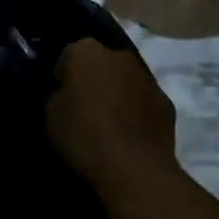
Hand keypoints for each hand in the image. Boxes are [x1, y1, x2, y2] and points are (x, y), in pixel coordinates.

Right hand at [47, 40, 178, 191]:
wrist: (135, 167)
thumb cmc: (85, 135)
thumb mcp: (52, 116)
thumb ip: (58, 96)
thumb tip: (67, 94)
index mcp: (86, 51)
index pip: (68, 57)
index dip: (63, 78)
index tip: (62, 100)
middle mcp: (119, 55)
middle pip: (101, 64)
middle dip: (94, 81)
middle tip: (85, 110)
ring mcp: (147, 77)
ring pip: (125, 81)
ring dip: (118, 94)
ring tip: (109, 126)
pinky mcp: (166, 102)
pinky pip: (144, 102)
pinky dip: (137, 113)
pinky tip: (130, 137)